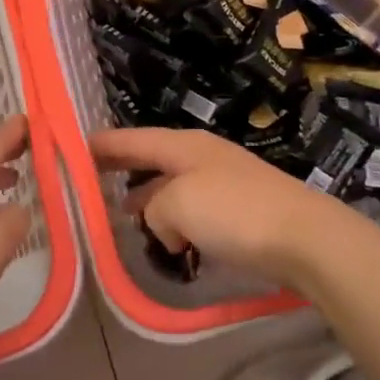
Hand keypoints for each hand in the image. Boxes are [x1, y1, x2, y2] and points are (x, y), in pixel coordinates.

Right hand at [90, 127, 354, 288]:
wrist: (304, 237)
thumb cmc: (235, 212)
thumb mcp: (177, 204)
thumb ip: (154, 209)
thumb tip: (163, 225)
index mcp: (184, 146)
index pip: (134, 139)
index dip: (105, 144)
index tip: (75, 147)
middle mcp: (203, 157)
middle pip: (153, 159)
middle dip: (124, 170)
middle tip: (92, 181)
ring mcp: (224, 182)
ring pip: (173, 187)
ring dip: (149, 200)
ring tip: (125, 216)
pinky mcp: (241, 211)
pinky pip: (193, 210)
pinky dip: (174, 221)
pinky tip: (169, 241)